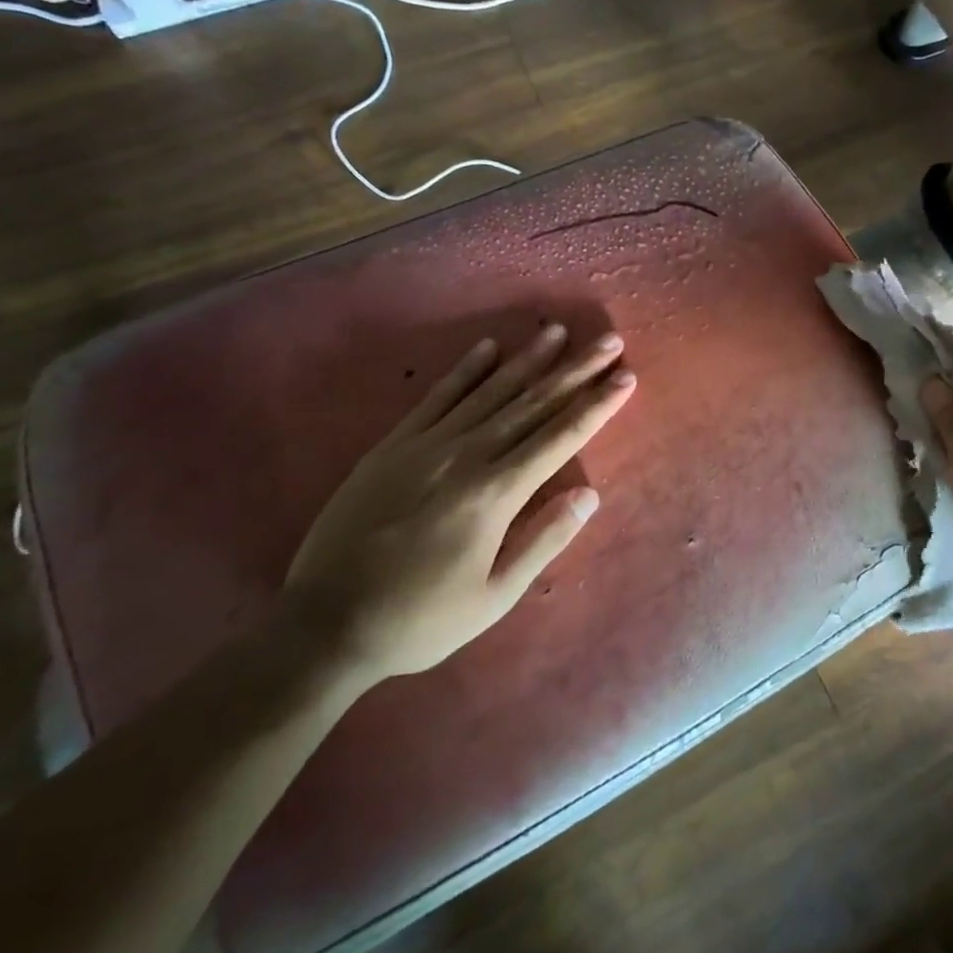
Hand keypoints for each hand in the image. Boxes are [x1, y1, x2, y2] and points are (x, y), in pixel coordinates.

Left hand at [282, 325, 635, 688]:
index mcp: (494, 494)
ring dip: (528, 359)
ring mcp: (426, 444)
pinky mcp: (394, 444)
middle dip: (575, 371)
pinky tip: (488, 348)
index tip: (625, 378)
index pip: (559, 437)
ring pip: (489, 391)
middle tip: (608, 341)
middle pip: (531, 404)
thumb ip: (542, 541)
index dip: (597, 406)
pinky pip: (437, 397)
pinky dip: (466, 370)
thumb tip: (589, 495)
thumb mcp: (493, 597)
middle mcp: (465, 455)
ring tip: (557, 332)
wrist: (326, 620)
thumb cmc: (420, 619)